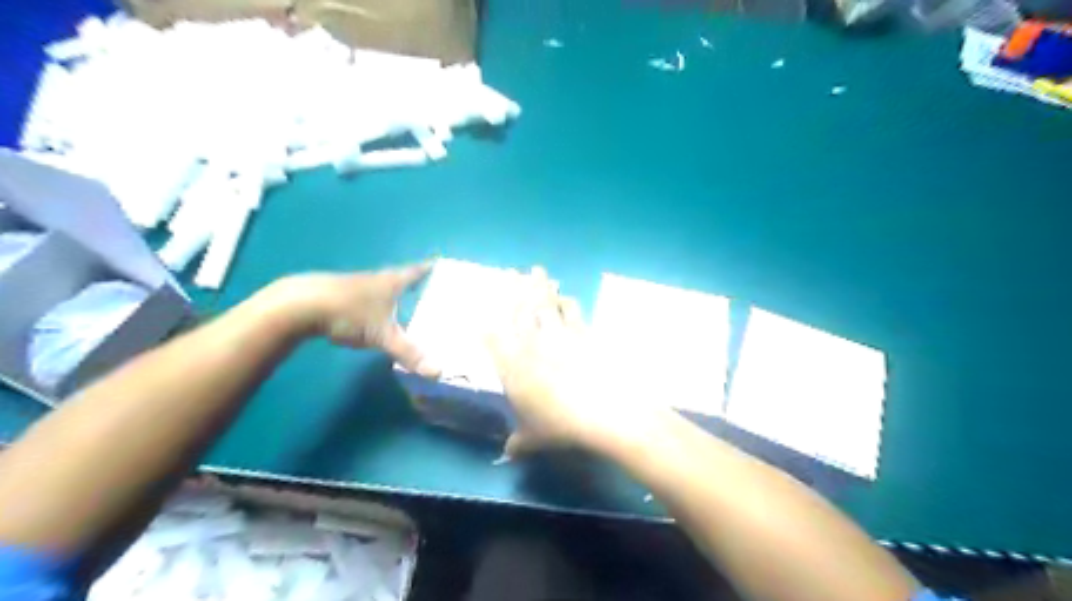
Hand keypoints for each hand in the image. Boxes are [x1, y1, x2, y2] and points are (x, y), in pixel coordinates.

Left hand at [278, 261, 440, 374]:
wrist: (299, 305)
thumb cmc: (349, 313)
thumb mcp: (383, 336)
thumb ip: (409, 353)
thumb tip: (438, 373)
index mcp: (392, 282)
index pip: (417, 271)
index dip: (430, 268)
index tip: (440, 263)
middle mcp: (376, 279)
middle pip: (400, 278)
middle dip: (414, 283)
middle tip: (430, 290)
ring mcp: (354, 285)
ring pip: (381, 288)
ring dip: (393, 294)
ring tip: (406, 304)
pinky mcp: (337, 295)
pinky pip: (365, 298)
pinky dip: (375, 304)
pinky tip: (372, 316)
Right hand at [487, 265, 661, 457]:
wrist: (605, 411)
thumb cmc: (561, 426)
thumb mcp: (534, 438)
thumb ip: (518, 442)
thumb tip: (507, 455)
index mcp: (512, 365)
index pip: (493, 336)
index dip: (487, 321)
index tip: (483, 309)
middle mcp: (531, 344)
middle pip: (519, 309)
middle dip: (515, 289)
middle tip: (513, 273)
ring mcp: (558, 335)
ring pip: (545, 304)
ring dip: (540, 288)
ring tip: (538, 273)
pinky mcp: (583, 333)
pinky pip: (572, 311)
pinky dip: (567, 302)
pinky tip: (567, 297)